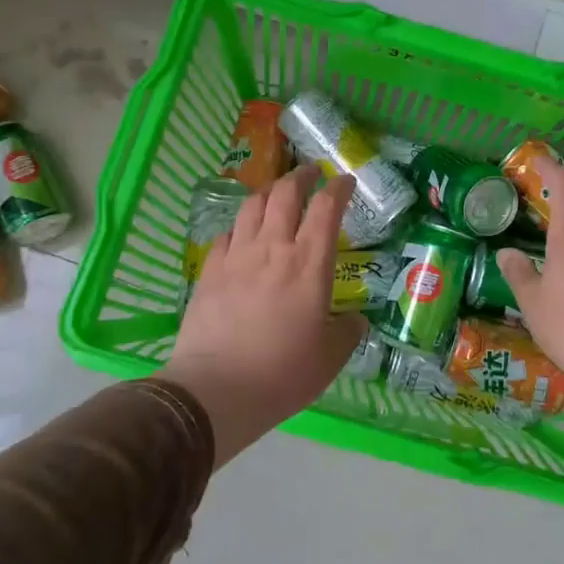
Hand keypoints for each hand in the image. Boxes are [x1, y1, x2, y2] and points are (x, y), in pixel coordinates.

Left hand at [160, 166, 366, 465]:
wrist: (216, 390)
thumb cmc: (283, 373)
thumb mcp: (331, 357)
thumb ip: (347, 331)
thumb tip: (354, 319)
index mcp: (309, 264)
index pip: (326, 208)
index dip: (339, 188)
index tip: (346, 182)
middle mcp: (272, 248)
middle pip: (285, 194)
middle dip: (301, 176)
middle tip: (311, 173)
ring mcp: (236, 256)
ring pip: (252, 206)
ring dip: (268, 192)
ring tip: (277, 194)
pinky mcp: (209, 271)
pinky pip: (226, 234)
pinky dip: (240, 226)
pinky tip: (242, 234)